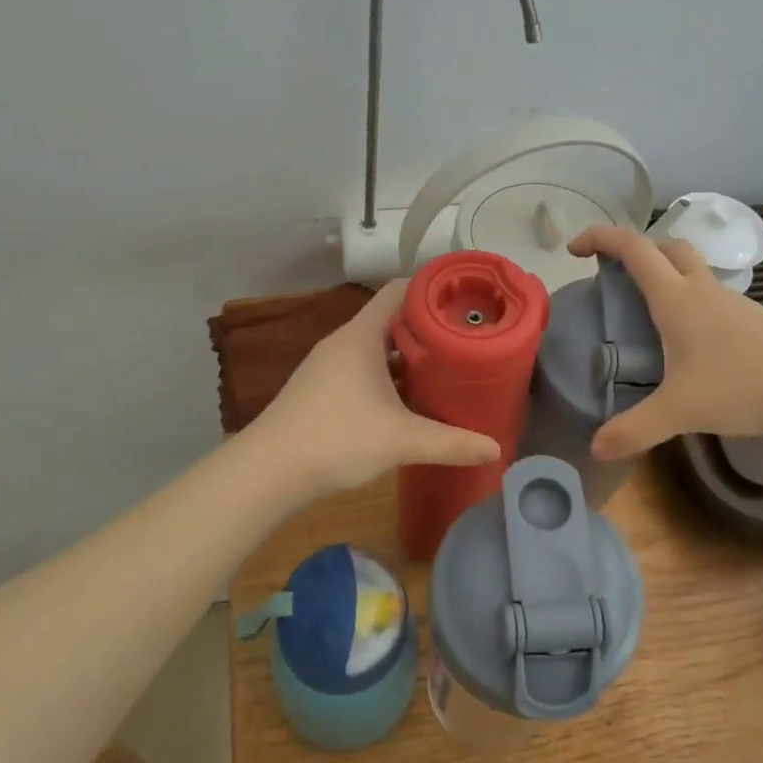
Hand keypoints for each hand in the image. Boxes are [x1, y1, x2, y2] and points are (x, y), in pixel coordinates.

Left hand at [245, 280, 501, 495]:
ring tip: (445, 368)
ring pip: (376, 348)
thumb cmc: (336, 439)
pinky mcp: (320, 390)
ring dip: (408, 355)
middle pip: (391, 319)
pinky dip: (388, 375)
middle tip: (466, 339)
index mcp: (361, 336)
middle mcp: (343, 343)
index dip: (432, 289)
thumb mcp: (401, 440)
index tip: (466, 300)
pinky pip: (362, 369)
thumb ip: (451, 443)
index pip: (400, 291)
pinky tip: (408, 400)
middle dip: (428, 327)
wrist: (267, 472)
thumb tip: (496, 448)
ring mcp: (328, 367)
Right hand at [567, 225, 762, 458]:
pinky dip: (688, 299)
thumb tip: (595, 448)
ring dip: (664, 273)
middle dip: (634, 250)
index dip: (600, 238)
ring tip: (645, 312)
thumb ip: (635, 429)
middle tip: (613, 275)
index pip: (633, 248)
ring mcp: (732, 302)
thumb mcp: (681, 411)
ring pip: (691, 269)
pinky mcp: (752, 319)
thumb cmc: (744, 386)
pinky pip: (710, 294)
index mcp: (677, 298)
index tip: (573, 249)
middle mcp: (702, 290)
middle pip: (666, 246)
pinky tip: (688, 340)